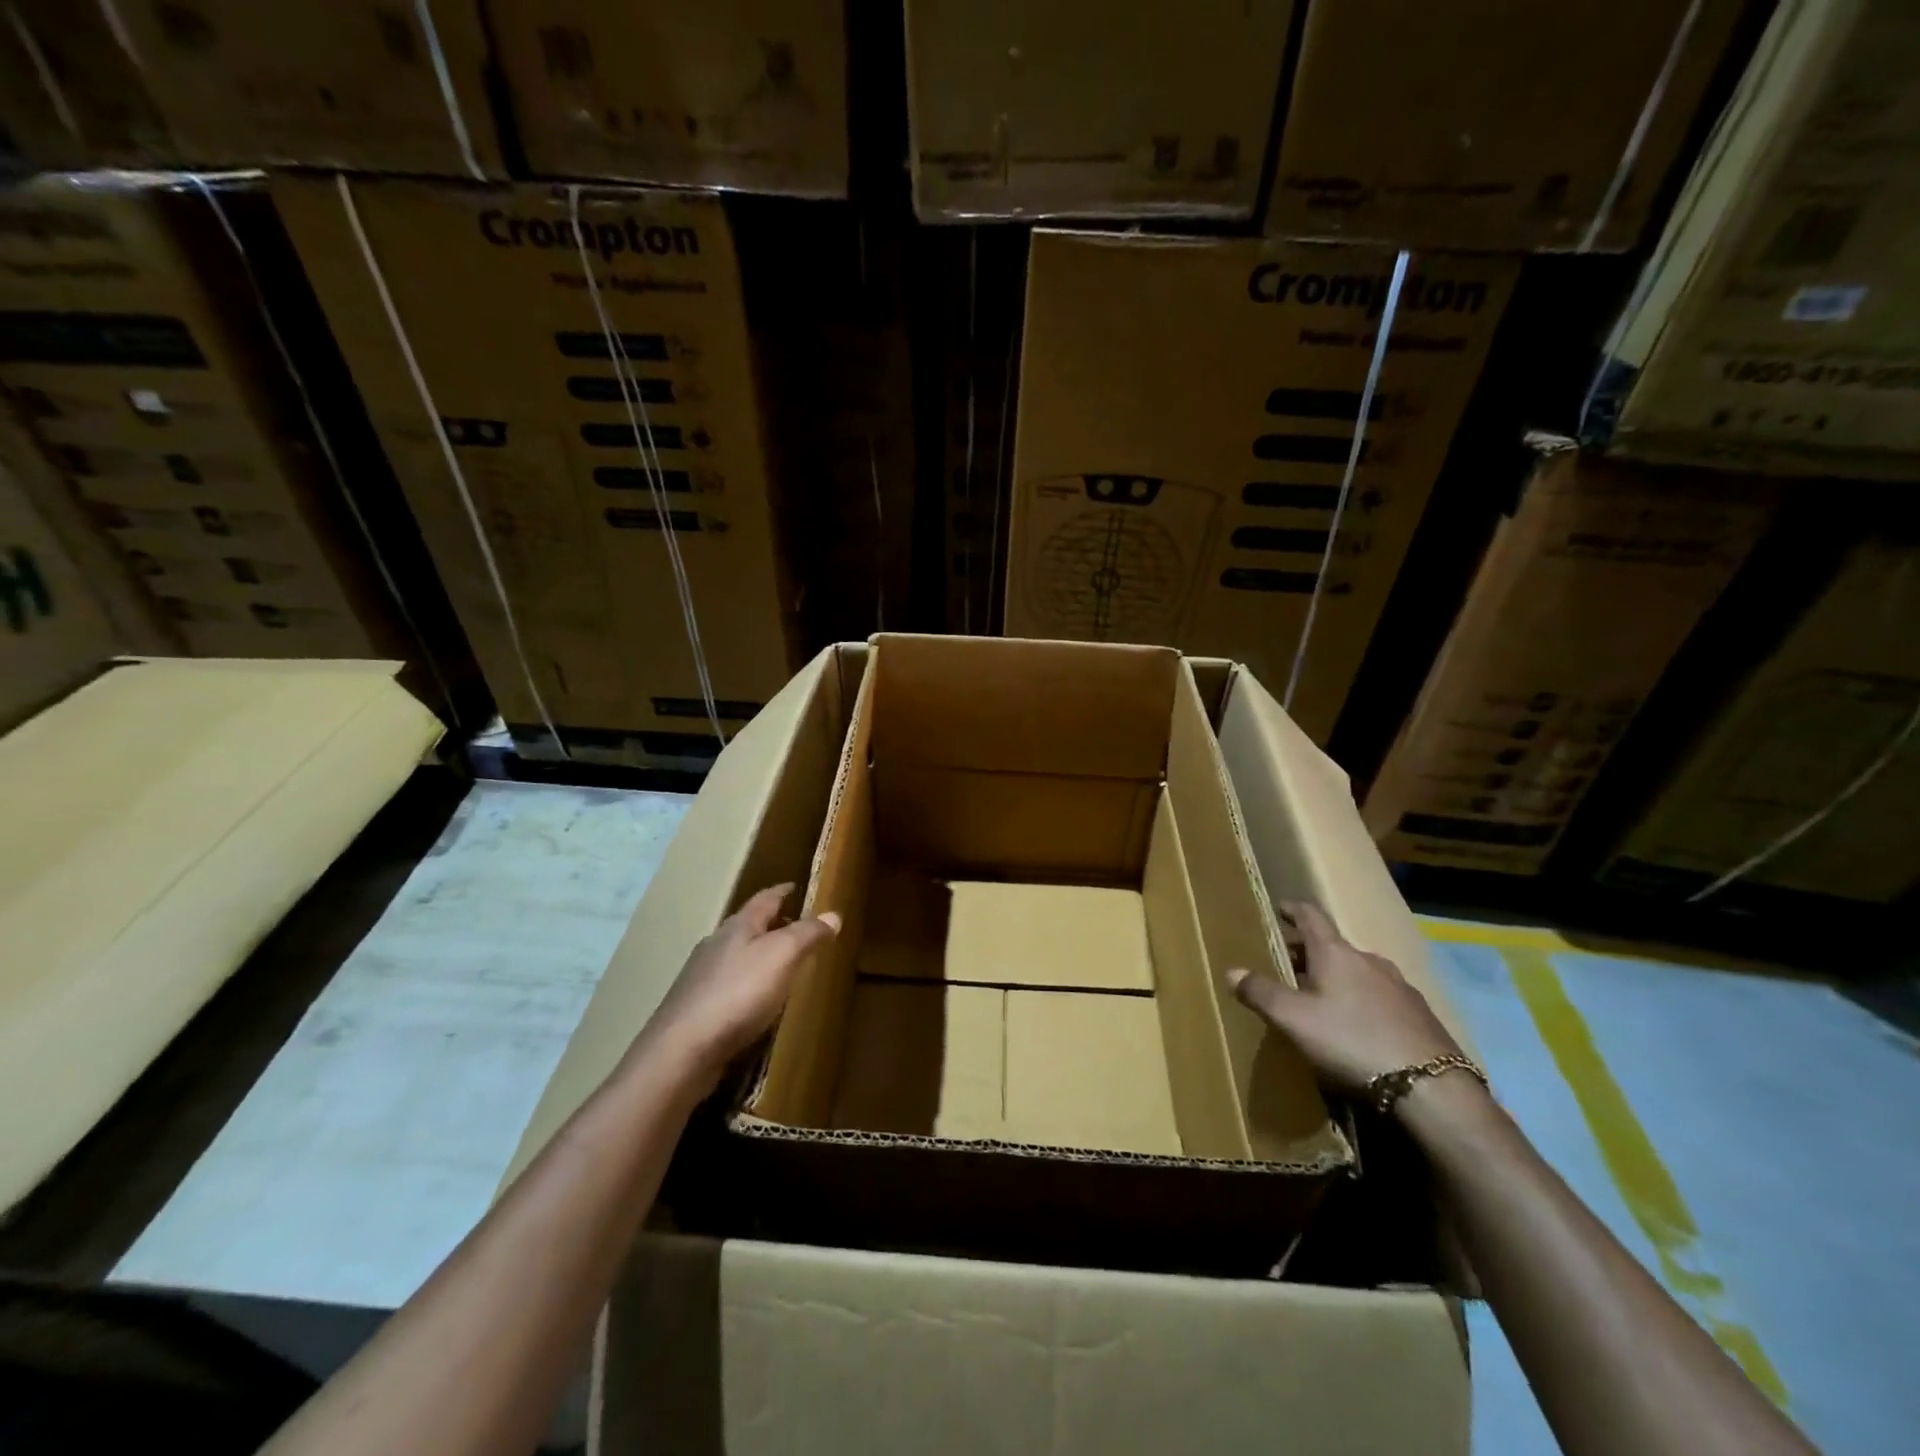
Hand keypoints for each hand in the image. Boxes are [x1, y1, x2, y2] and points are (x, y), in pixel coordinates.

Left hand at [635, 883, 839, 1092]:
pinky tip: (755, 1001)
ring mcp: (701, 977)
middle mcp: (716, 944)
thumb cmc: (738, 993)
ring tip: (781, 964)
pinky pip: (728, 985)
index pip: (765, 899)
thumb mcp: (783, 956)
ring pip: (736, 955)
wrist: (682, 1050)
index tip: (795, 886)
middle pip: (748, 925)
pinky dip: (746, 983)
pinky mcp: (695, 1008)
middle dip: (772, 924)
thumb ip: (808, 933)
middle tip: (796, 927)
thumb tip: (833, 914)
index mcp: (738, 926)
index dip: (782, 891)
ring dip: (758, 955)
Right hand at [1227, 901, 1459, 1092]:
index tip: (1279, 908)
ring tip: (1319, 996)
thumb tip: (1231, 971)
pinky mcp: (1419, 1015)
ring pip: (1358, 971)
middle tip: (1286, 963)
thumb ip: (1261, 993)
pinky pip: (1379, 995)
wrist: (1431, 1087)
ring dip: (1335, 976)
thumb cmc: (1351, 1040)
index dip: (1292, 910)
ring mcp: (1399, 987)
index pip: (1311, 916)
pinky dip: (1359, 999)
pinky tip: (1355, 1025)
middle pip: (1332, 945)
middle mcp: (1368, 960)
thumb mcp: (1293, 1019)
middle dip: (1307, 951)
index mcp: (1336, 953)